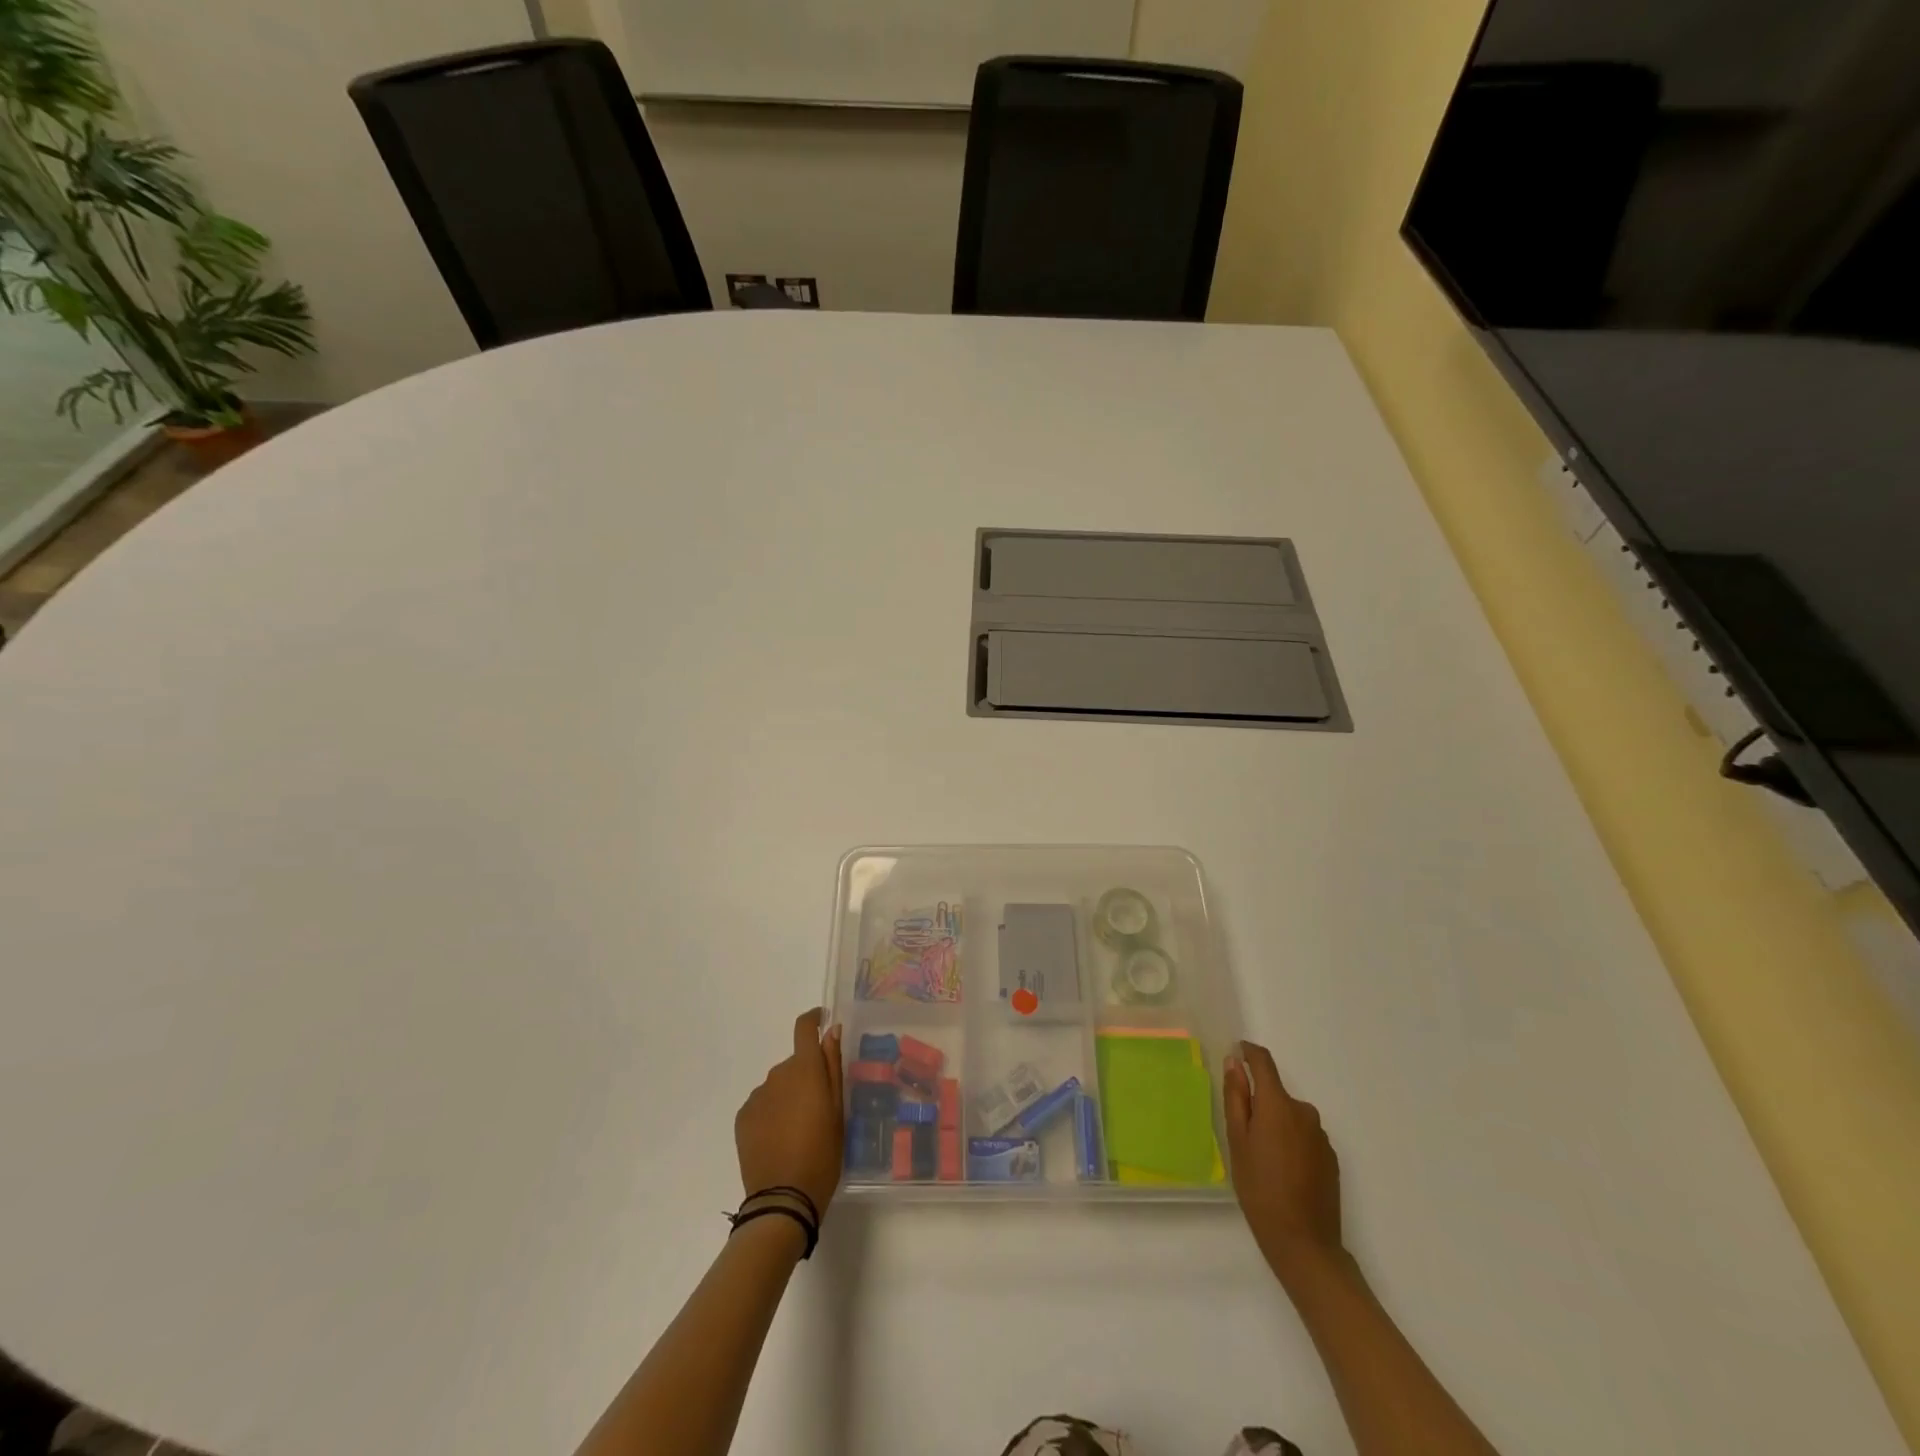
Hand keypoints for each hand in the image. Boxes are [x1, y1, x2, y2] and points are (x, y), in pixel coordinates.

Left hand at [735, 1009, 844, 1218]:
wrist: (783, 1199)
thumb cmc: (823, 1153)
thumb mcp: (838, 1110)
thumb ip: (833, 1066)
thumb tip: (832, 1030)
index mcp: (805, 1069)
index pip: (804, 1028)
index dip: (814, 1019)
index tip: (822, 1020)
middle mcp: (778, 1074)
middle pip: (794, 1063)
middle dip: (806, 1076)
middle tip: (819, 1109)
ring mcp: (757, 1096)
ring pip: (778, 1085)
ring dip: (788, 1096)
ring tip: (799, 1130)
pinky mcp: (743, 1117)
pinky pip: (762, 1104)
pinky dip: (772, 1112)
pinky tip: (780, 1139)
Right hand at [1224, 1040, 1343, 1283]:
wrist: (1304, 1243)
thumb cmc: (1259, 1189)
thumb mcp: (1237, 1141)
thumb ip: (1236, 1097)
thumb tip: (1234, 1062)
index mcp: (1278, 1104)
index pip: (1264, 1062)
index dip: (1249, 1052)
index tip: (1236, 1053)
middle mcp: (1304, 1112)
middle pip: (1276, 1094)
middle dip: (1259, 1103)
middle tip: (1242, 1135)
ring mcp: (1321, 1136)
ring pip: (1290, 1117)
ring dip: (1276, 1125)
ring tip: (1262, 1159)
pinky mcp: (1331, 1158)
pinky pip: (1304, 1136)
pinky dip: (1291, 1143)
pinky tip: (1283, 1172)